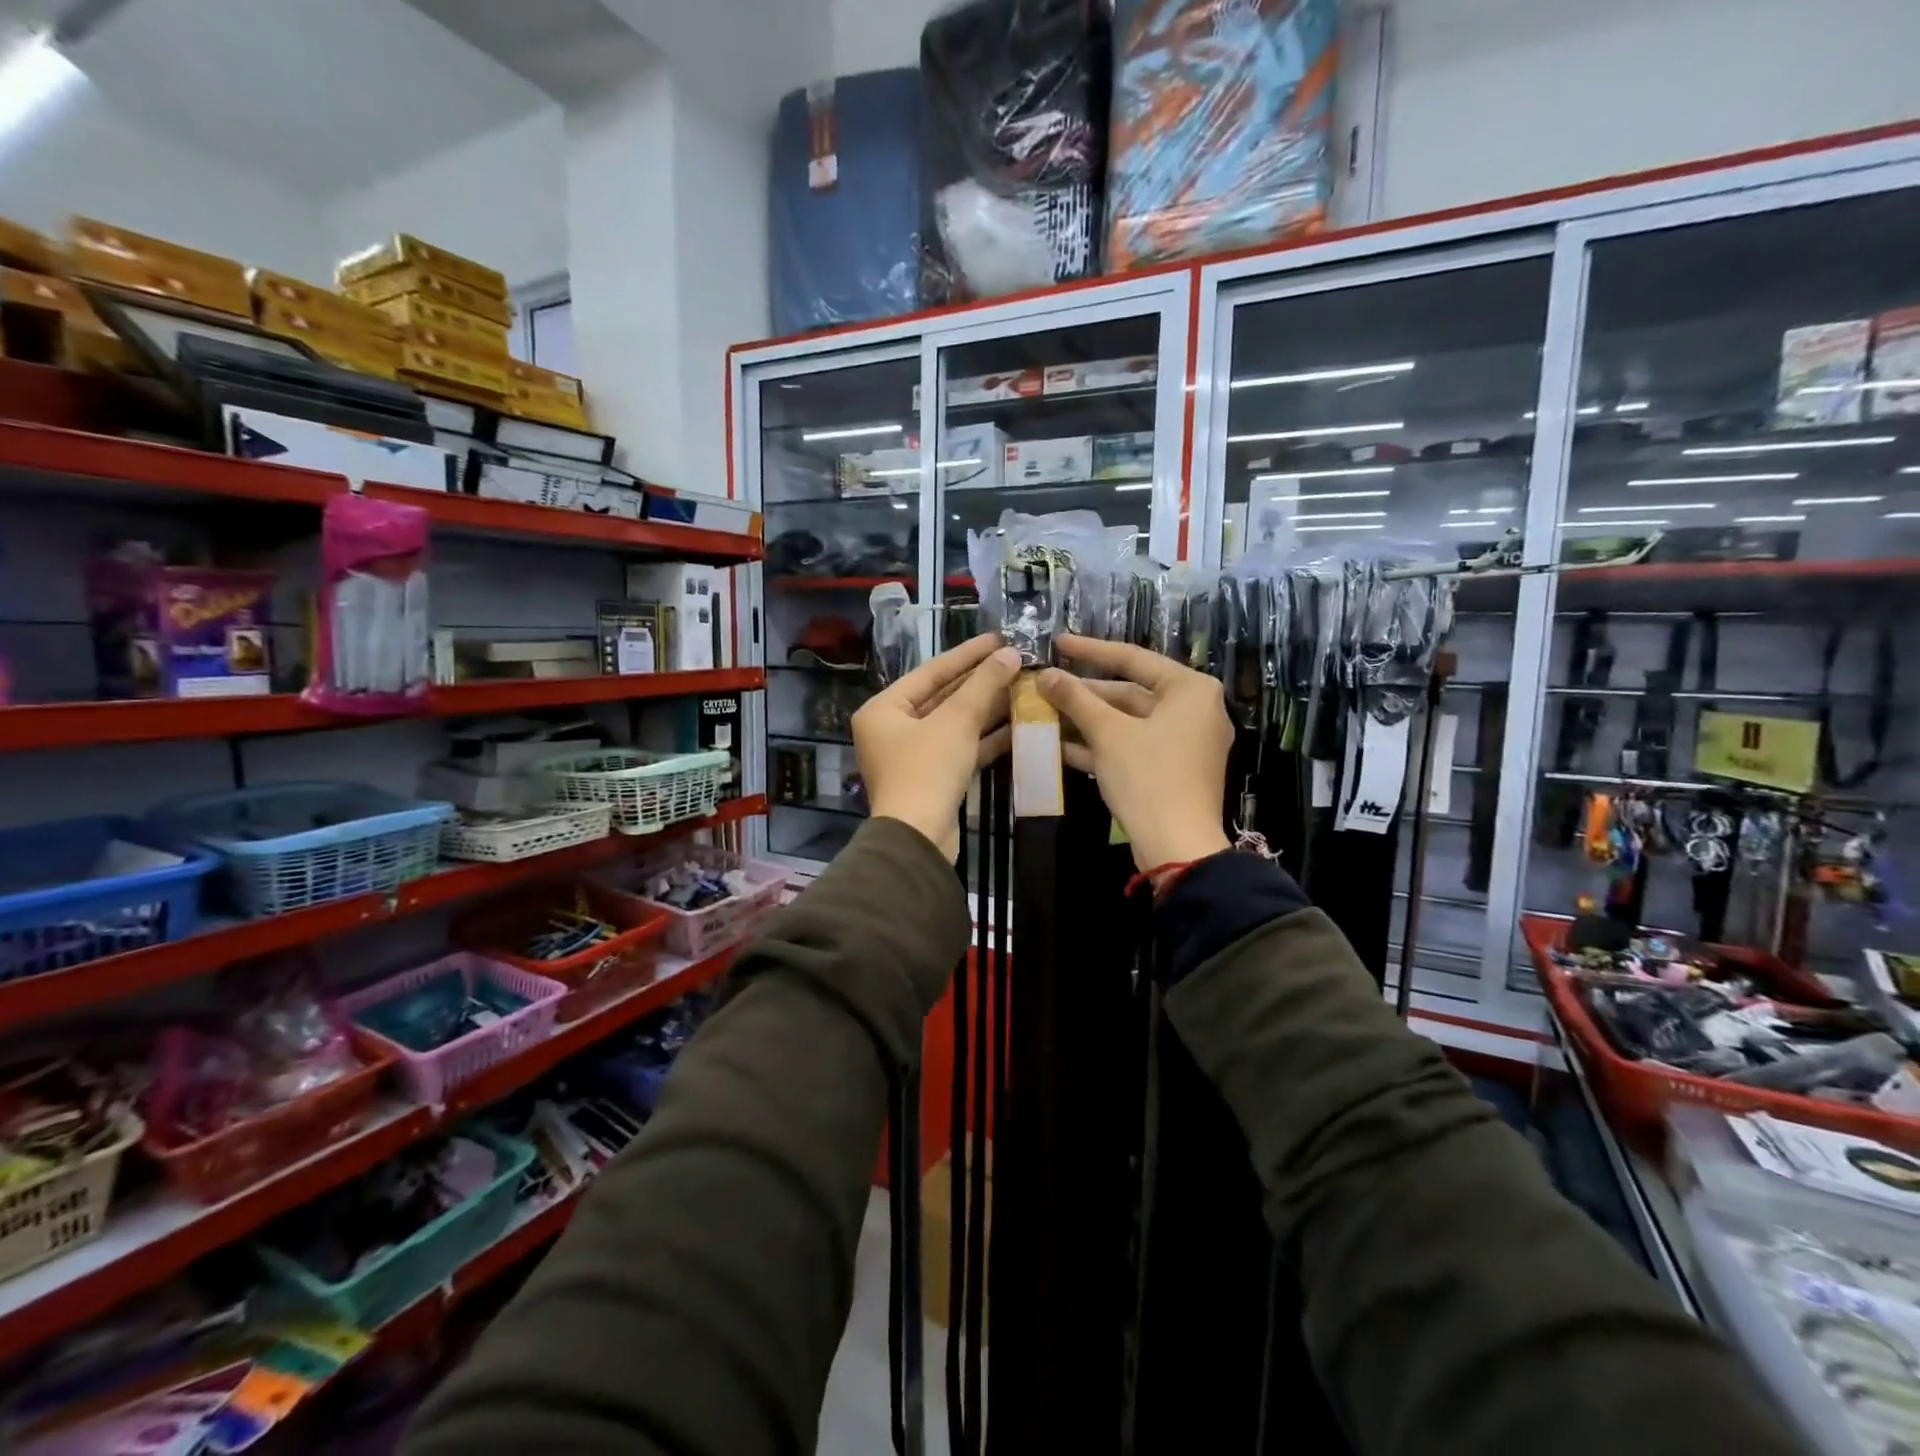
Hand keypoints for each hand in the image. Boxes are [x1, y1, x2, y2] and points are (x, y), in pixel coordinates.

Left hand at [854, 633, 1020, 858]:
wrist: (919, 838)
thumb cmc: (927, 770)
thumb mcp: (956, 721)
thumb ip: (983, 685)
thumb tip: (1011, 654)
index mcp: (883, 709)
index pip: (931, 672)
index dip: (968, 654)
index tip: (999, 638)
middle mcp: (892, 729)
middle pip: (943, 697)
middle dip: (981, 682)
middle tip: (1017, 662)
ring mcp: (912, 756)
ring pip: (955, 724)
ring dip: (988, 709)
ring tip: (1024, 688)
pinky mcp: (933, 779)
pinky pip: (960, 748)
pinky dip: (985, 738)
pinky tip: (1018, 724)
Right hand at [1037, 634, 1231, 871]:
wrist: (1177, 846)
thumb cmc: (1148, 777)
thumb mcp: (1108, 733)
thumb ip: (1076, 699)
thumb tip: (1045, 674)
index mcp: (1190, 689)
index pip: (1133, 658)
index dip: (1090, 650)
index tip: (1058, 642)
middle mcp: (1194, 709)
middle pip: (1129, 692)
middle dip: (1084, 694)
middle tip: (1044, 686)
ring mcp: (1185, 742)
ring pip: (1128, 722)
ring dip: (1087, 721)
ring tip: (1044, 714)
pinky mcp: (1173, 769)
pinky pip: (1133, 746)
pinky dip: (1101, 745)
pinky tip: (1060, 746)